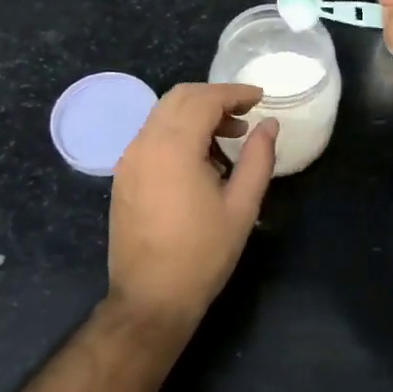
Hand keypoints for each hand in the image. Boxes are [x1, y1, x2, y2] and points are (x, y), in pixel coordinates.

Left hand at [108, 83, 278, 327]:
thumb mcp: (242, 206)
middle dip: (214, 98)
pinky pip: (151, 136)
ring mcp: (129, 159)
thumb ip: (258, 158)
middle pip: (179, 98)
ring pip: (162, 115)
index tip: (260, 98)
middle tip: (245, 116)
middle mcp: (145, 143)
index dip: (235, 93)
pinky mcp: (123, 176)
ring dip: (195, 114)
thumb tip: (269, 125)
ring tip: (228, 139)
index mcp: (173, 146)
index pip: (204, 99)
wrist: (151, 298)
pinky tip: (200, 159)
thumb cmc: (203, 253)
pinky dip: (177, 132)